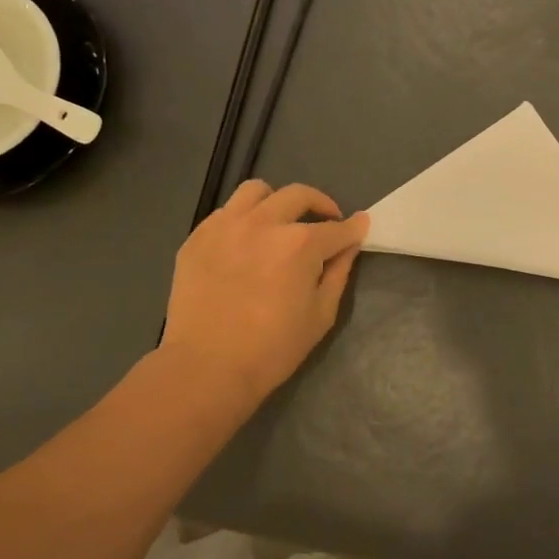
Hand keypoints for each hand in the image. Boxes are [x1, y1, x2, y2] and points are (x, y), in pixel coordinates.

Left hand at [160, 181, 368, 419]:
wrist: (206, 367)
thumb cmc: (273, 348)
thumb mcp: (321, 314)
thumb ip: (339, 273)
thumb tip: (349, 245)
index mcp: (300, 244)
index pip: (337, 227)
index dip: (353, 228)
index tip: (360, 227)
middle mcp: (264, 223)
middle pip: (299, 195)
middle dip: (321, 204)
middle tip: (326, 222)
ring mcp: (226, 226)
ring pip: (256, 191)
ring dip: (276, 202)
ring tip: (279, 222)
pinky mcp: (197, 237)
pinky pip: (225, 212)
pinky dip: (243, 219)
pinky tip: (246, 243)